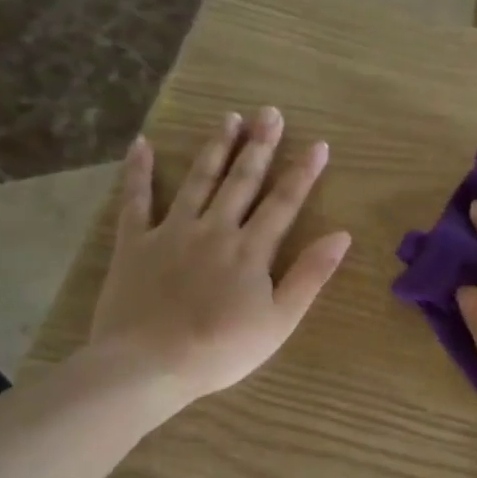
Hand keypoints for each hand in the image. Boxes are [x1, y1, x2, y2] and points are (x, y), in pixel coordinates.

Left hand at [83, 107, 349, 422]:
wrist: (149, 364)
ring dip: (216, 147)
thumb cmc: (222, 349)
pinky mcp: (135, 243)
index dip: (303, 173)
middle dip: (259, 146)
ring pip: (198, 180)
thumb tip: (342, 235)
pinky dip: (139, 172)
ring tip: (229, 117)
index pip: (284, 202)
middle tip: (270, 113)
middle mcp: (215, 229)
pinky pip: (135, 200)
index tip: (318, 144)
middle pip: (242, 181)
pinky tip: (143, 145)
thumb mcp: (280, 320)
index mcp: (252, 249)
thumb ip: (310, 275)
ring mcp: (172, 232)